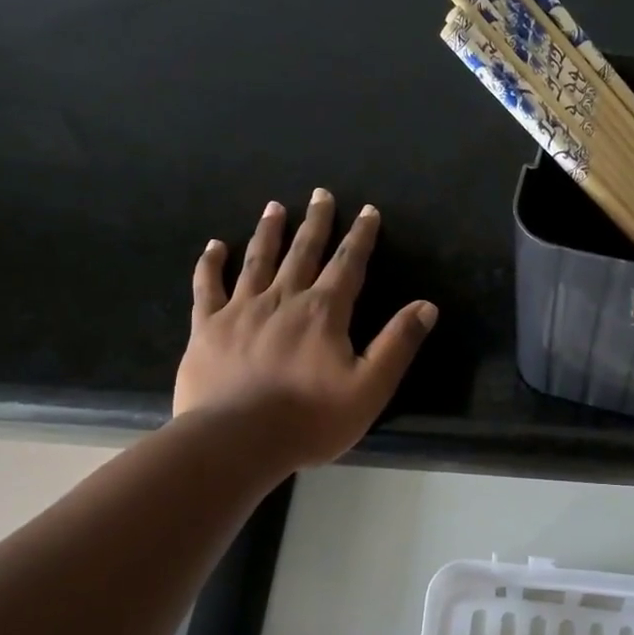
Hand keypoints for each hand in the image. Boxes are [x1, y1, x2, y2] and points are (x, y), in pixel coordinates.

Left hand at [174, 189, 437, 467]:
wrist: (236, 440)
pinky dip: (210, 264)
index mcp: (324, 312)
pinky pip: (207, 286)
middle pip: (303, 251)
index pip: (348, 264)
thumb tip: (426, 306)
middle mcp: (283, 299)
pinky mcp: (206, 327)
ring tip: (274, 207)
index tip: (367, 211)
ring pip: (258, 260)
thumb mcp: (370, 387)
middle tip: (320, 194)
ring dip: (269, 232)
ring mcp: (241, 310)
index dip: (360, 237)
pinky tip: (214, 246)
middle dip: (316, 222)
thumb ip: (398, 344)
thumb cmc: (310, 419)